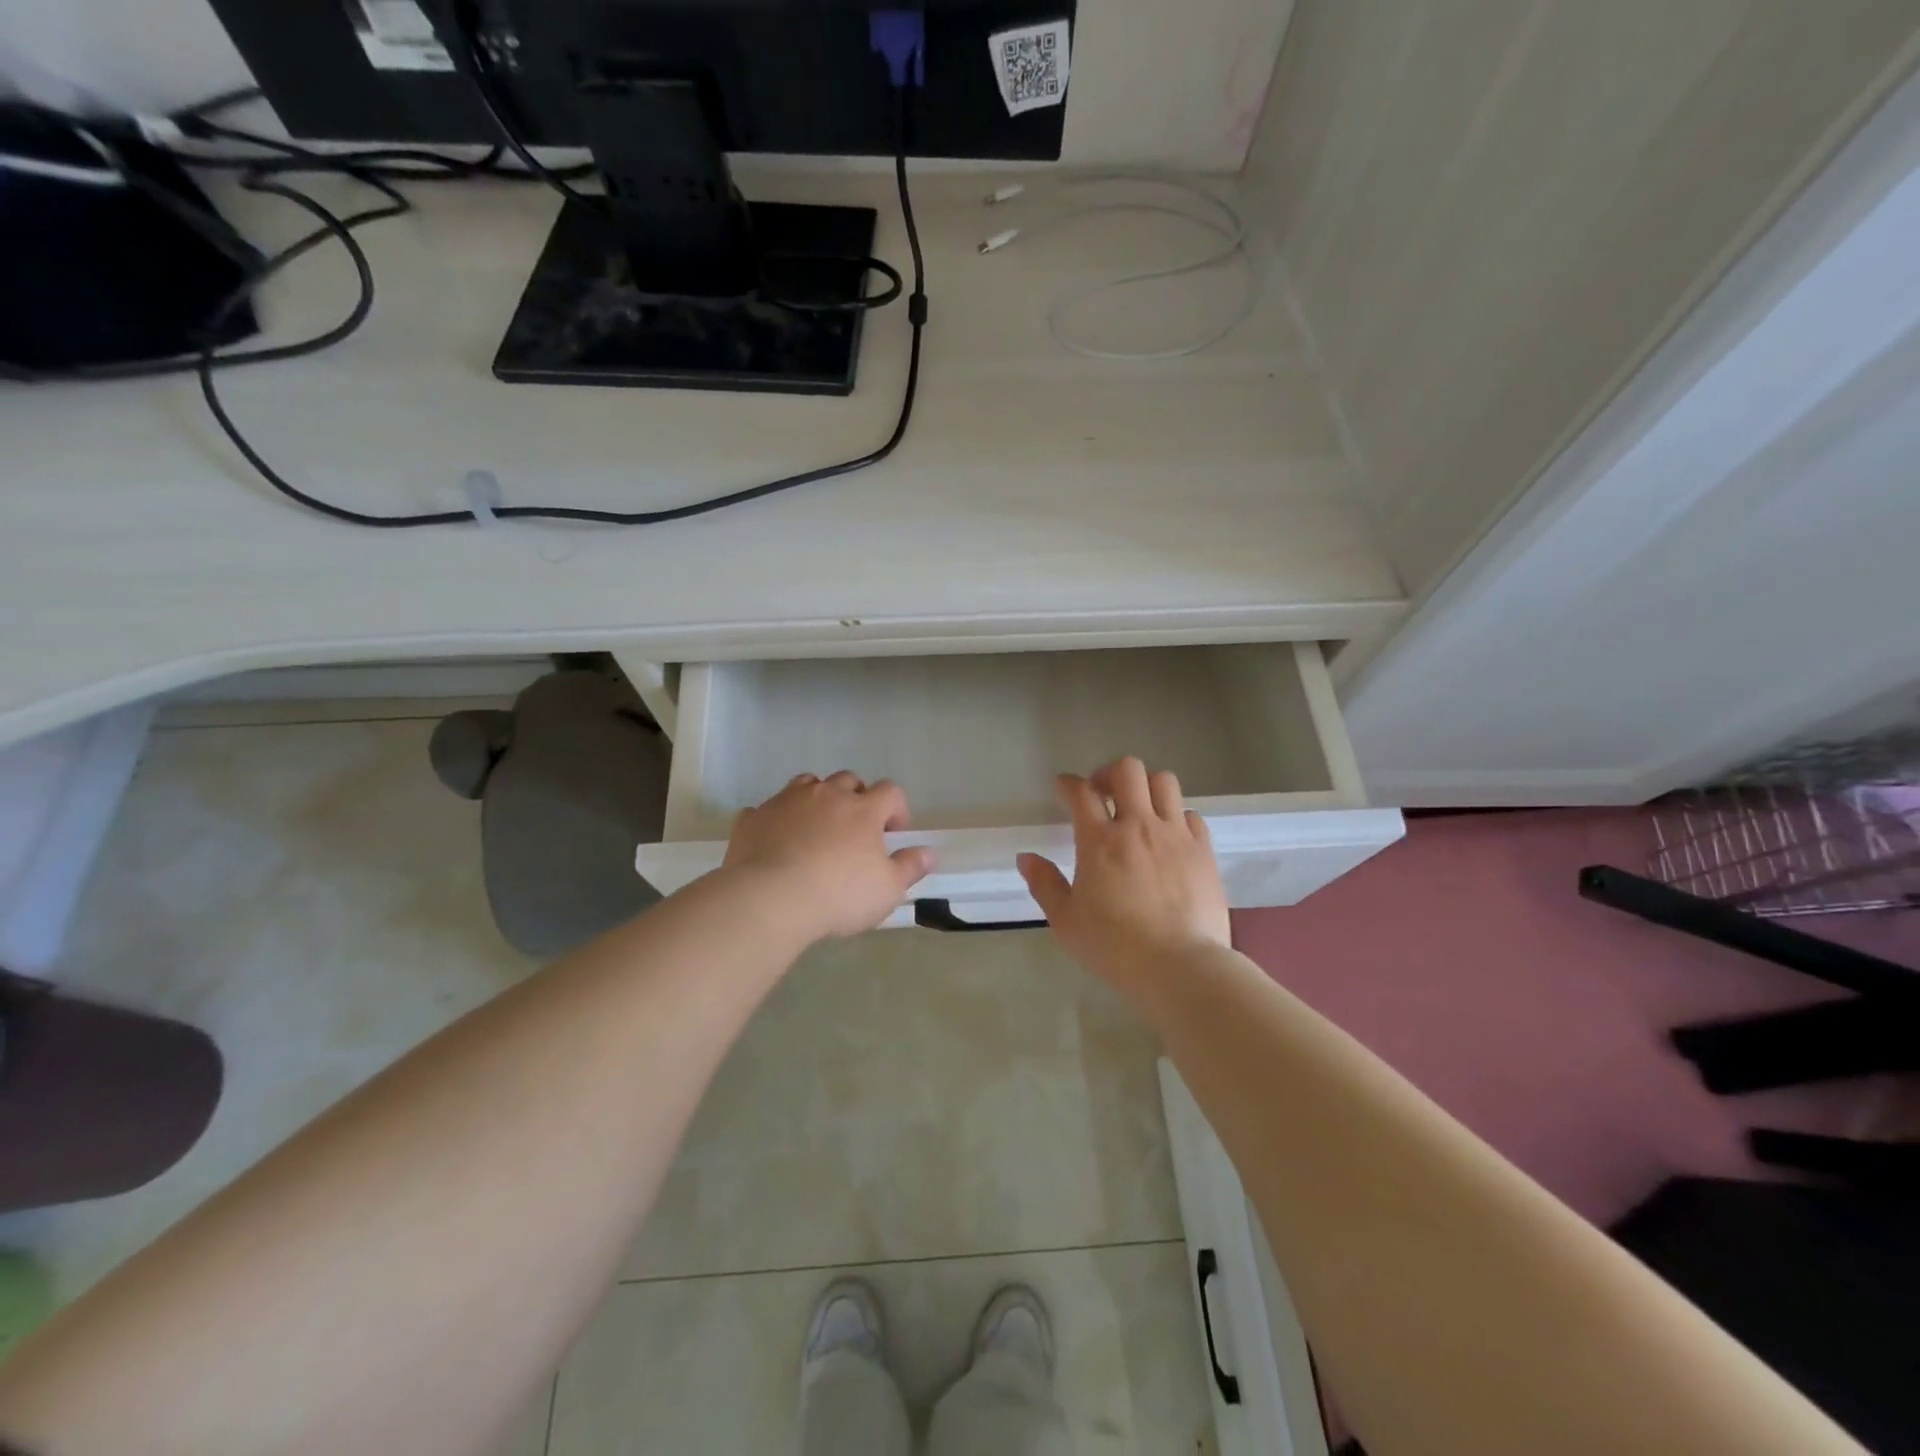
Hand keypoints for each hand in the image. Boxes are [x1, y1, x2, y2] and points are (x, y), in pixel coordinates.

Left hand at [723, 772, 933, 940]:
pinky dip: (776, 820)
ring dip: (817, 798)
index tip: (894, 833)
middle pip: (848, 780)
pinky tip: (775, 841)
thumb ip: (910, 867)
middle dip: (856, 797)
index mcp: (862, 809)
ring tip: (817, 827)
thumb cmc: (839, 894)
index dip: (897, 808)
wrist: (770, 898)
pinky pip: (767, 809)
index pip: (890, 791)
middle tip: (856, 829)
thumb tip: (928, 852)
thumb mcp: (887, 890)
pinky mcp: (753, 818)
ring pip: (807, 784)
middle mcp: (826, 795)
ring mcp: (786, 801)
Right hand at [1017, 758, 1230, 995]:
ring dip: (1146, 788)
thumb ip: (1044, 884)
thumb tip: (1025, 858)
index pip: (1081, 792)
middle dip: (1110, 773)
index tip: (1064, 788)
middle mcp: (1138, 826)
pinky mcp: (1203, 851)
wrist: (1181, 967)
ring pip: (1164, 782)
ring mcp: (1175, 835)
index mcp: (1100, 841)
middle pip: (1127, 770)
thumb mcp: (1066, 922)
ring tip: (1139, 810)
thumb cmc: (1115, 948)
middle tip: (1103, 794)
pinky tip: (1169, 837)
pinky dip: (1176, 817)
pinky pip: (1191, 814)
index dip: (1069, 784)